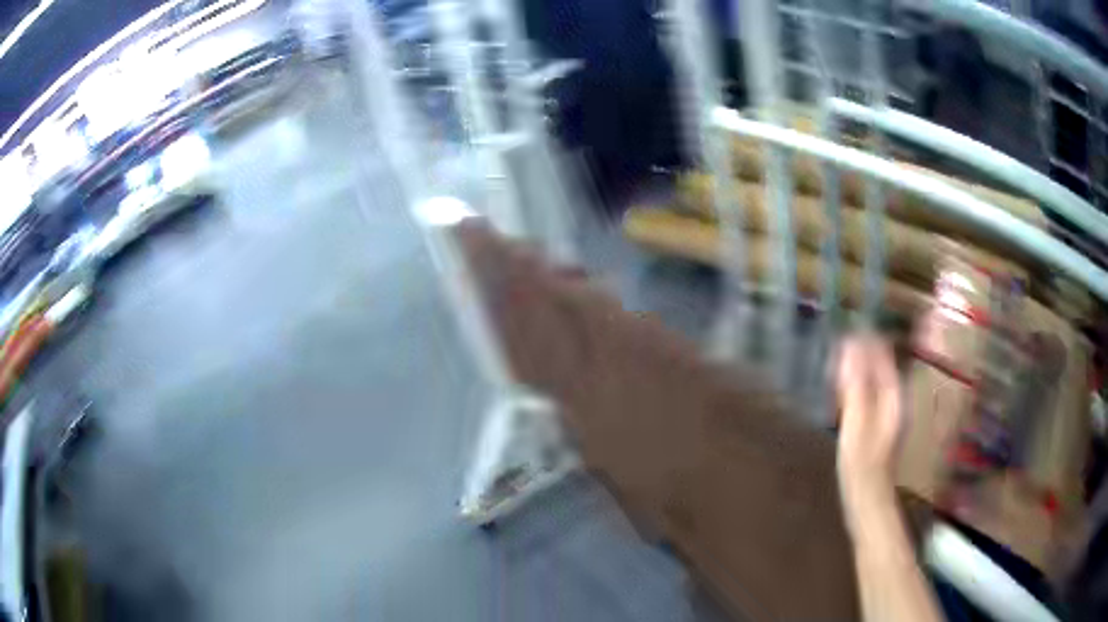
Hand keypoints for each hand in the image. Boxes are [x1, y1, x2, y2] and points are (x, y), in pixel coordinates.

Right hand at [835, 334, 902, 535]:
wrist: (867, 496)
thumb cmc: (862, 461)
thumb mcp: (857, 420)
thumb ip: (856, 384)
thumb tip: (850, 347)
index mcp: (893, 396)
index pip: (884, 358)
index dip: (869, 342)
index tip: (850, 329)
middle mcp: (894, 400)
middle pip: (881, 368)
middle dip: (864, 353)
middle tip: (840, 343)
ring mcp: (887, 414)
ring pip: (875, 382)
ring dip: (860, 369)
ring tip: (840, 359)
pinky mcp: (878, 426)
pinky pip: (869, 396)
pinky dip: (857, 387)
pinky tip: (844, 390)